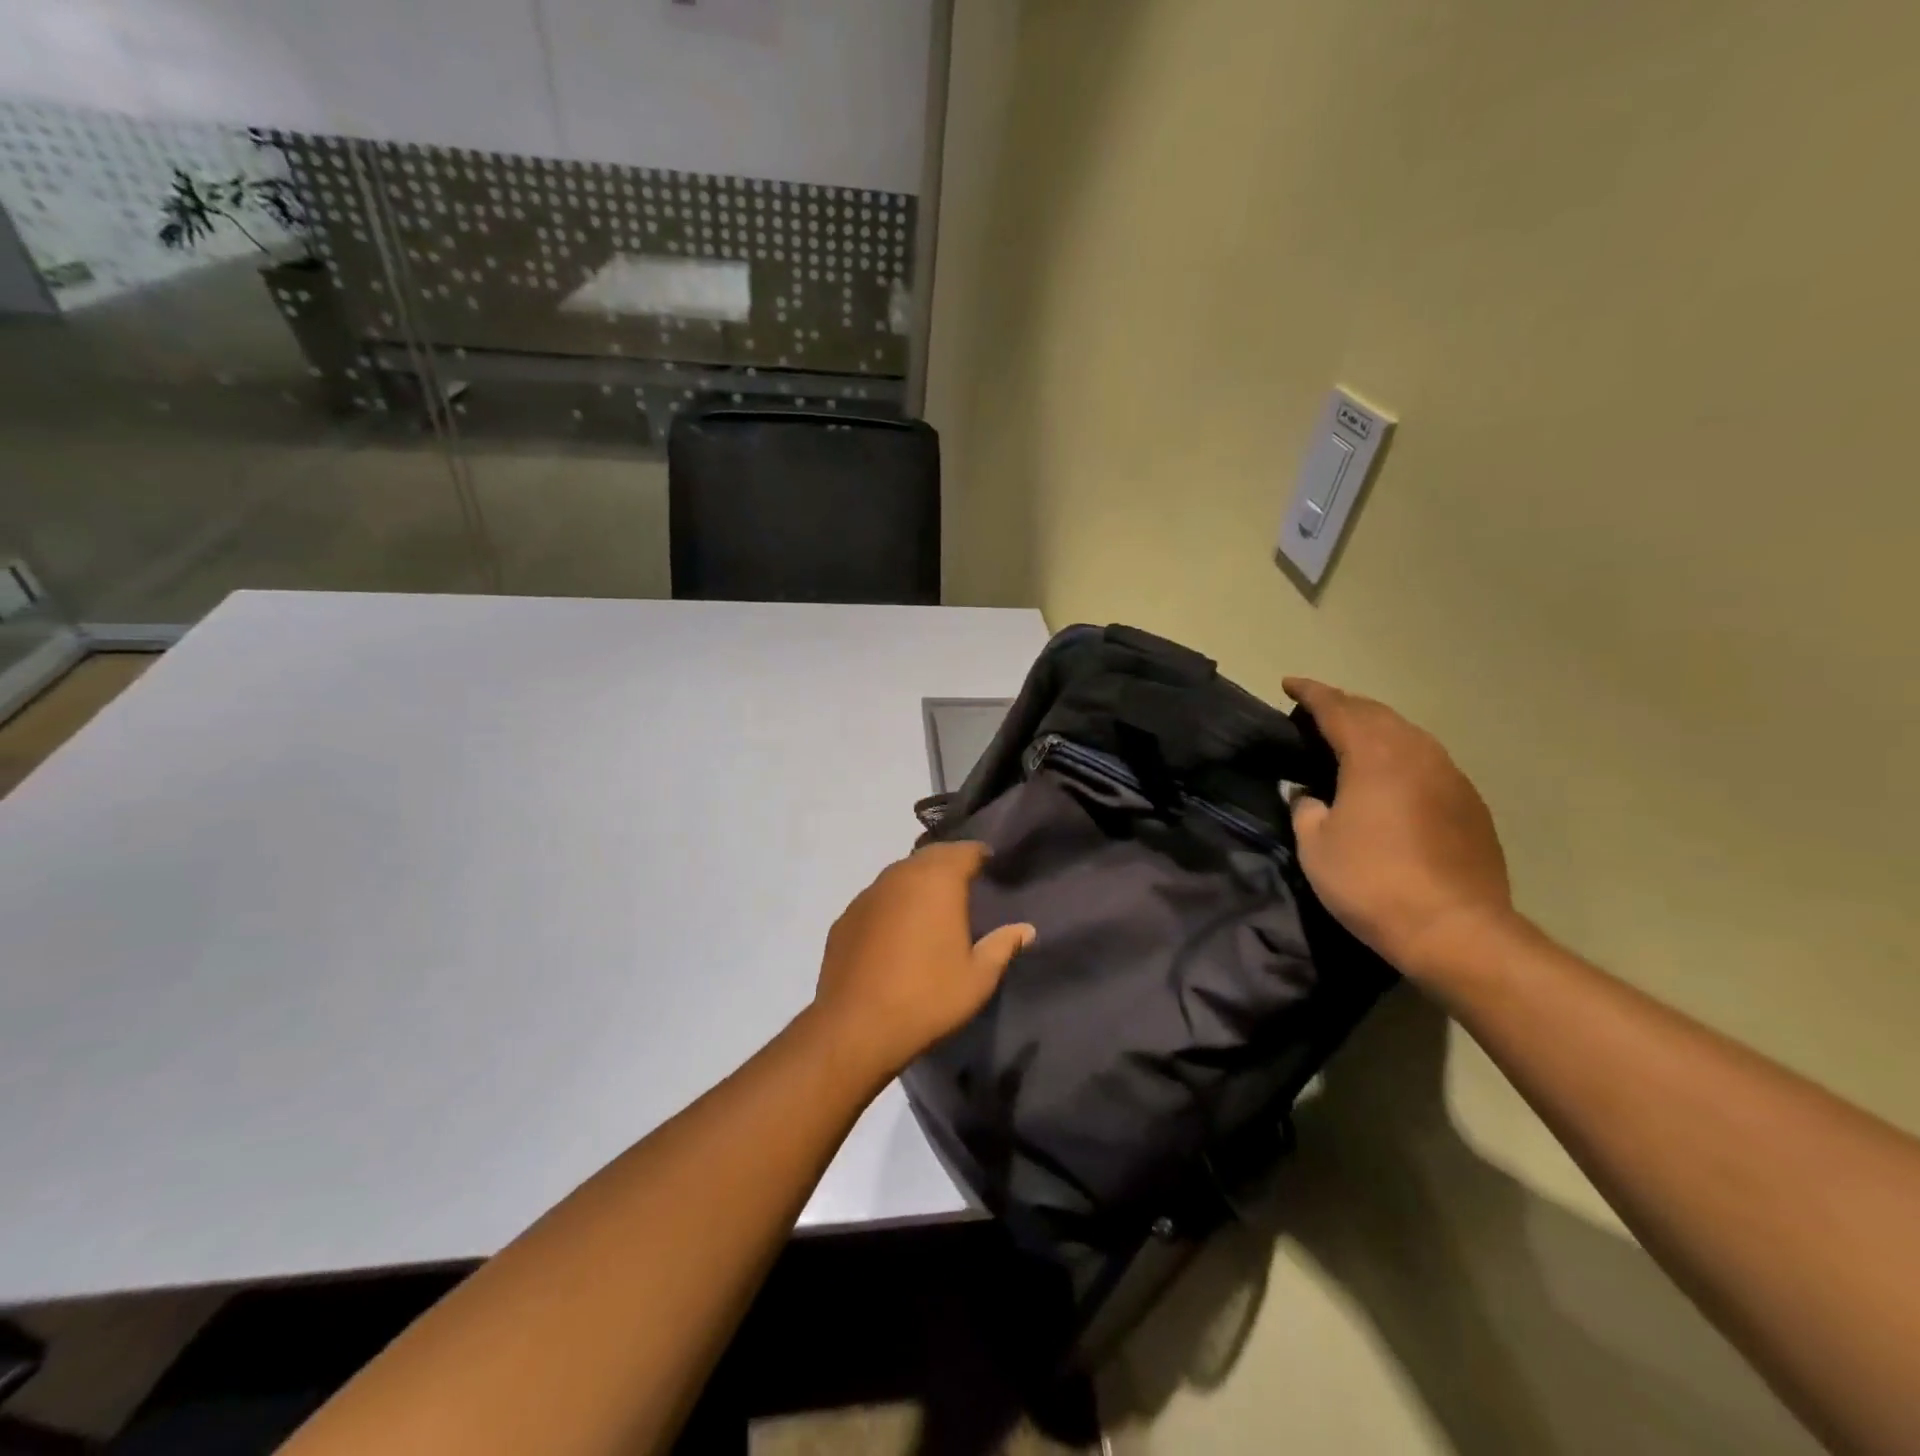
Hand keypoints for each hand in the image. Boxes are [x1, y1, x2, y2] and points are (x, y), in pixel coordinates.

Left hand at [810, 842, 1034, 1081]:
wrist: (855, 1027)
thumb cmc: (928, 997)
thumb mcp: (978, 977)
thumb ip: (1002, 946)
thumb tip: (1025, 929)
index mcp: (938, 880)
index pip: (965, 850)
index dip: (980, 855)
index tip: (991, 868)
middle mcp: (900, 875)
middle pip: (930, 856)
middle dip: (949, 864)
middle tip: (966, 885)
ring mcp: (868, 894)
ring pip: (900, 874)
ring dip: (918, 882)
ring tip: (932, 907)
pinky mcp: (845, 917)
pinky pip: (877, 899)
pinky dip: (892, 905)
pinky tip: (896, 932)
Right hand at [1283, 678, 1516, 983]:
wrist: (1456, 930)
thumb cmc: (1371, 882)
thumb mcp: (1315, 845)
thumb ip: (1306, 808)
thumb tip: (1310, 796)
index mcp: (1374, 755)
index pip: (1336, 708)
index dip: (1310, 693)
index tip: (1289, 684)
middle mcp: (1417, 753)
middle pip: (1376, 713)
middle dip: (1344, 706)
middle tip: (1316, 710)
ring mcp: (1451, 776)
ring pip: (1407, 734)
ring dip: (1375, 729)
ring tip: (1350, 739)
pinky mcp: (1470, 804)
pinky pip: (1428, 762)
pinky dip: (1401, 756)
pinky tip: (1390, 778)